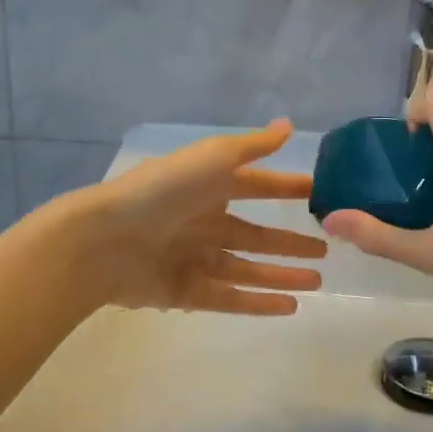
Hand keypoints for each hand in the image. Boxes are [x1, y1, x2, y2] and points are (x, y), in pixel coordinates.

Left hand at [66, 121, 327, 315]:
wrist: (105, 239)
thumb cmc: (163, 191)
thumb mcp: (212, 157)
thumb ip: (252, 146)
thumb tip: (289, 125)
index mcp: (209, 187)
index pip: (257, 186)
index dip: (286, 188)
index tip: (319, 194)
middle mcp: (204, 223)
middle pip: (256, 234)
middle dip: (289, 242)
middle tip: (326, 249)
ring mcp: (195, 260)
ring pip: (248, 269)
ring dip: (282, 275)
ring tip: (317, 283)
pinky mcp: (185, 292)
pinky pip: (230, 298)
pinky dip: (259, 302)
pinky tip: (289, 306)